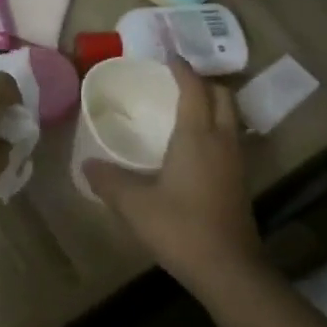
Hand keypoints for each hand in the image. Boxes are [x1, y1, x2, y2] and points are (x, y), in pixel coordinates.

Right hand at [84, 59, 261, 293]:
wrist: (228, 269)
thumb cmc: (180, 228)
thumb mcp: (134, 205)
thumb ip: (109, 181)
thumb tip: (87, 165)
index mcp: (197, 136)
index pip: (194, 89)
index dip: (182, 69)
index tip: (167, 56)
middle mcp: (222, 140)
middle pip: (222, 96)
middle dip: (203, 83)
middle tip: (177, 81)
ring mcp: (236, 162)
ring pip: (231, 118)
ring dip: (213, 105)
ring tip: (186, 108)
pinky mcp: (240, 182)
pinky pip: (231, 139)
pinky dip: (216, 129)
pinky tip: (196, 146)